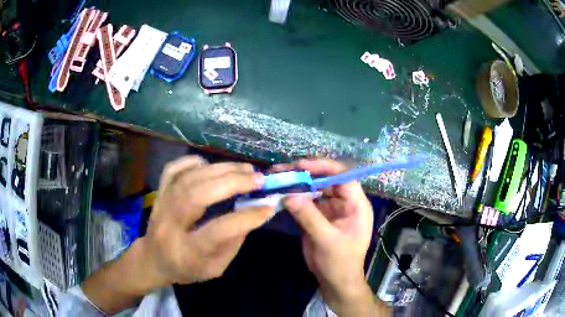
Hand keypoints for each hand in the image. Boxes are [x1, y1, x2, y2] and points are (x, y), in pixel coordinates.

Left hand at [143, 156, 273, 285]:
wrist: (153, 259)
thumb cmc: (187, 269)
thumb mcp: (215, 268)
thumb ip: (233, 242)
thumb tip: (252, 211)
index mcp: (187, 251)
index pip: (217, 231)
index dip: (245, 218)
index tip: (268, 208)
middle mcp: (170, 225)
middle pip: (198, 196)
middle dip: (232, 183)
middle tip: (258, 178)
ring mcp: (161, 205)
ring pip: (188, 179)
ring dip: (220, 169)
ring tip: (244, 168)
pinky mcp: (159, 193)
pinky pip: (172, 170)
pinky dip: (192, 162)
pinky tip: (210, 165)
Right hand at [274, 159, 387, 315]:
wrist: (335, 281)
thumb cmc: (339, 262)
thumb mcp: (327, 241)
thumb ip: (310, 218)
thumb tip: (289, 195)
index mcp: (356, 205)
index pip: (343, 176)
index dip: (324, 167)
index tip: (301, 165)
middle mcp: (344, 202)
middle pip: (326, 180)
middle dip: (306, 173)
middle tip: (283, 170)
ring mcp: (330, 209)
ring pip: (314, 189)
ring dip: (297, 183)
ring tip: (278, 178)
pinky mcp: (317, 216)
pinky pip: (306, 202)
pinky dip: (293, 197)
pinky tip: (280, 193)